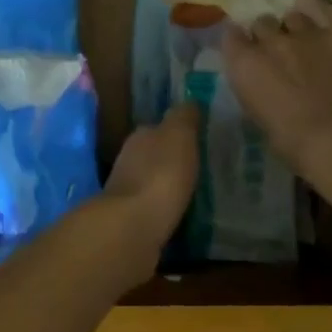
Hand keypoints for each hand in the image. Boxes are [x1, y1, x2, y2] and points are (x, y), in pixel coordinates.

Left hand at [98, 103, 199, 273]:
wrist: (133, 229)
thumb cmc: (160, 175)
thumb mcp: (179, 135)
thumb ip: (184, 117)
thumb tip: (190, 102)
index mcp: (139, 137)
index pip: (158, 128)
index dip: (177, 132)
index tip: (199, 139)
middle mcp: (128, 161)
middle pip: (153, 156)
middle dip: (173, 161)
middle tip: (203, 167)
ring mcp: (127, 194)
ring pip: (153, 183)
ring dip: (170, 186)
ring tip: (199, 193)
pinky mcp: (132, 223)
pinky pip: (155, 210)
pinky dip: (167, 210)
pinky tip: (184, 216)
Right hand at [222, 0, 331, 180]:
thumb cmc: (294, 142)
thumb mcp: (259, 116)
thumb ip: (255, 89)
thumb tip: (262, 83)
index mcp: (243, 64)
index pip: (230, 35)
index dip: (240, 43)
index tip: (247, 53)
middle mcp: (268, 41)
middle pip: (261, 23)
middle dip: (268, 36)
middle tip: (281, 53)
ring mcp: (303, 31)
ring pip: (291, 15)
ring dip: (295, 27)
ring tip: (306, 41)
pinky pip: (319, 4)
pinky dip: (314, 6)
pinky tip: (316, 12)